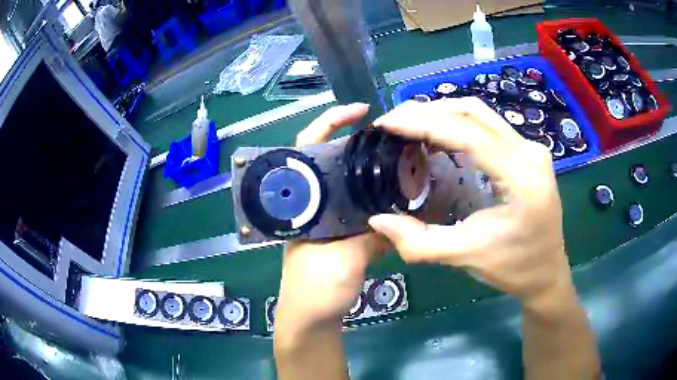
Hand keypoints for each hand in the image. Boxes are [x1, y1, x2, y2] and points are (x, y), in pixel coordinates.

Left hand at [276, 103, 386, 332]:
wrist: (314, 316)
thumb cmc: (316, 289)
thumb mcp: (342, 260)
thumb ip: (369, 236)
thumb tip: (397, 215)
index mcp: (304, 202)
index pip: (307, 148)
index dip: (331, 123)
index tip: (360, 111)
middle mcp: (315, 203)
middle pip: (335, 161)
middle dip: (361, 145)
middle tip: (394, 137)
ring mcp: (331, 217)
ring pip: (353, 184)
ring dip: (375, 173)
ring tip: (404, 162)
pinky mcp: (345, 233)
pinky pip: (365, 209)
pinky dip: (383, 202)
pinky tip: (404, 198)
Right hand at [368, 98, 570, 302]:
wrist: (546, 273)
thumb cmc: (513, 268)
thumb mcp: (466, 257)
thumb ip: (419, 243)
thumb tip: (376, 221)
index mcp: (523, 178)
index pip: (469, 134)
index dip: (424, 122)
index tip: (388, 123)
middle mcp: (531, 152)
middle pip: (474, 113)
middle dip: (428, 111)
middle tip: (393, 121)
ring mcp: (532, 148)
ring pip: (481, 114)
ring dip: (442, 113)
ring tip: (409, 124)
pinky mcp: (528, 151)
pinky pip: (488, 125)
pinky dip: (458, 124)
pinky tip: (438, 134)